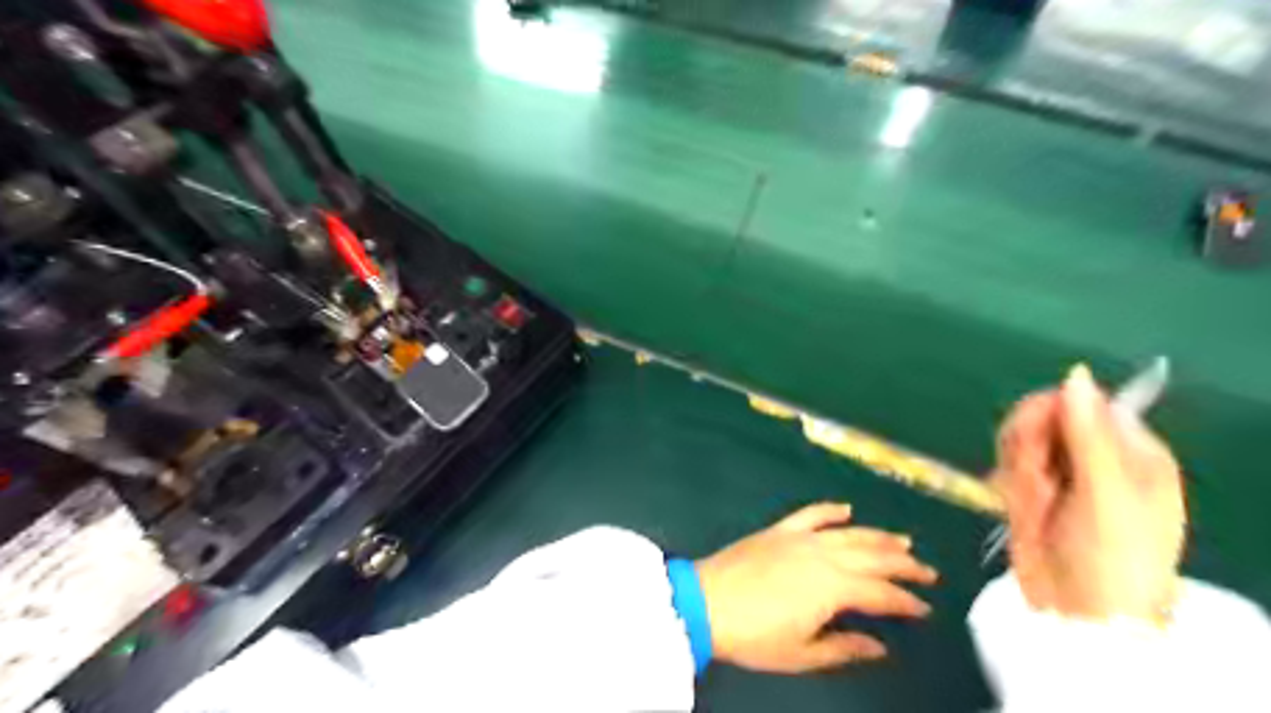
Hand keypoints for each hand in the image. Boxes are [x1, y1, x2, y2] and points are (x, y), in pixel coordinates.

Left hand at [692, 503, 936, 673]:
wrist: (705, 602)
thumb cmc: (753, 635)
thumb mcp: (801, 654)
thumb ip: (843, 647)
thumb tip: (879, 646)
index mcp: (832, 588)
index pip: (880, 593)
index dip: (905, 601)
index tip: (925, 608)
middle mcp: (823, 556)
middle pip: (872, 557)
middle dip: (903, 565)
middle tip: (927, 571)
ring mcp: (800, 538)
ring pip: (848, 533)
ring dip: (877, 536)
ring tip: (902, 540)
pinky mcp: (779, 530)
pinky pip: (810, 514)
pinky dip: (830, 510)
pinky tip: (846, 508)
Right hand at [991, 365, 1191, 620]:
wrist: (1078, 612)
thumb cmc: (1111, 555)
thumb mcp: (1106, 493)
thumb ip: (1087, 433)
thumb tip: (1073, 373)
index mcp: (1131, 451)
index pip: (1082, 404)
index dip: (1054, 415)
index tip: (1038, 440)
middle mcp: (1094, 456)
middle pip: (1044, 418)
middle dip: (1030, 446)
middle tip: (1036, 478)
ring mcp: (1060, 473)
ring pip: (1019, 439)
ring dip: (1018, 467)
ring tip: (1033, 501)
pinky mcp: (1031, 489)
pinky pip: (1007, 464)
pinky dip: (1008, 483)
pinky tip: (1020, 506)